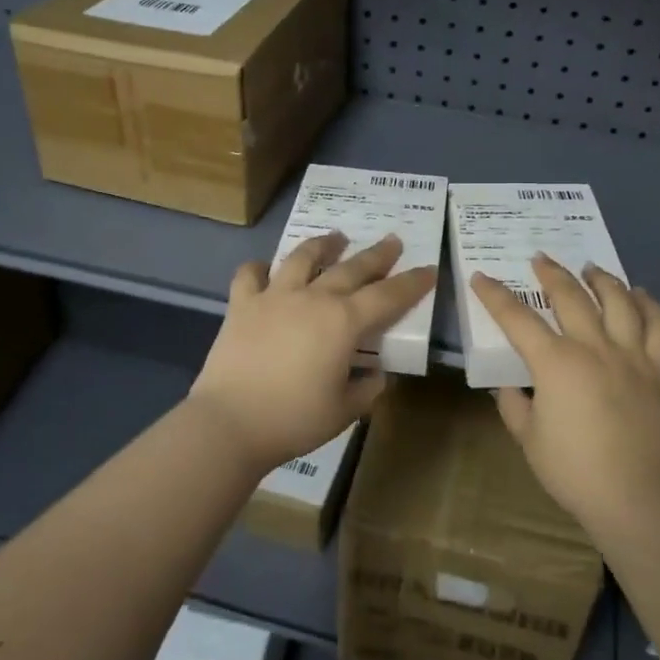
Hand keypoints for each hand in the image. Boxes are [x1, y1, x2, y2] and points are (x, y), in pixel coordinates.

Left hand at [189, 232, 436, 473]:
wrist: (230, 422)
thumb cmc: (294, 419)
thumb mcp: (344, 410)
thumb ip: (367, 389)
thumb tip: (376, 374)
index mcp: (344, 322)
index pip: (388, 296)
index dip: (411, 283)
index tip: (428, 269)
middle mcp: (313, 298)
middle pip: (351, 268)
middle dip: (377, 254)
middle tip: (392, 241)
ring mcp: (274, 296)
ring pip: (302, 257)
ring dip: (323, 245)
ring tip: (335, 237)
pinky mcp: (242, 305)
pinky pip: (250, 275)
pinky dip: (259, 268)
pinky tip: (266, 269)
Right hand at [471, 255, 659, 531]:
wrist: (638, 497)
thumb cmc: (574, 471)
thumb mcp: (528, 438)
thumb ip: (513, 404)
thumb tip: (508, 384)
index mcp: (555, 363)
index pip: (517, 319)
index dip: (495, 296)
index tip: (481, 278)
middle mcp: (594, 347)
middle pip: (570, 297)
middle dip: (551, 273)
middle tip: (539, 258)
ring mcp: (631, 356)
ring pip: (619, 301)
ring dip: (601, 279)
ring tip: (590, 268)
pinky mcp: (659, 371)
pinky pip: (659, 328)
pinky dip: (650, 305)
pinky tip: (640, 294)